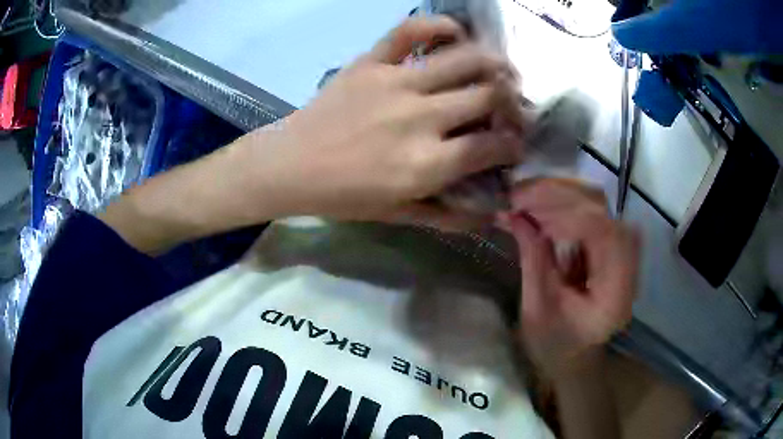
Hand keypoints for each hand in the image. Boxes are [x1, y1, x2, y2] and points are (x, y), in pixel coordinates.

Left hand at [241, 16, 523, 229]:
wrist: (291, 165)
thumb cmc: (344, 196)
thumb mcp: (399, 215)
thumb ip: (449, 216)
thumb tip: (492, 213)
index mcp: (427, 163)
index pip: (493, 146)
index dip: (515, 145)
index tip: (515, 144)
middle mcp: (420, 117)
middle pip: (489, 96)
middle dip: (513, 102)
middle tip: (512, 106)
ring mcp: (396, 83)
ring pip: (465, 59)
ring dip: (495, 63)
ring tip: (500, 70)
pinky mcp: (372, 62)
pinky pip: (411, 30)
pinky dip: (439, 25)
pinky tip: (456, 33)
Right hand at [499, 179, 638, 378]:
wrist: (574, 357)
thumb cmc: (555, 345)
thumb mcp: (538, 308)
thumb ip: (533, 259)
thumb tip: (515, 215)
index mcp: (616, 291)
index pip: (603, 232)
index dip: (565, 212)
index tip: (526, 208)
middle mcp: (627, 264)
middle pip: (602, 209)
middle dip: (558, 197)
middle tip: (518, 196)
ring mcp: (622, 251)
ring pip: (596, 204)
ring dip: (558, 197)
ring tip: (523, 200)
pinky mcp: (611, 246)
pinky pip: (590, 212)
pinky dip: (562, 206)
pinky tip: (539, 209)